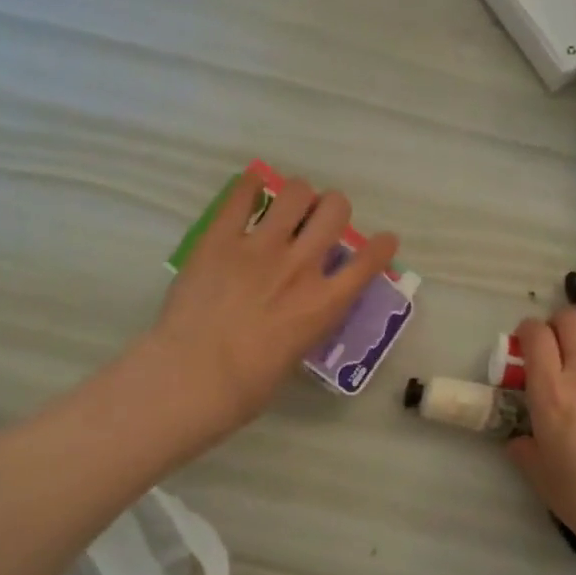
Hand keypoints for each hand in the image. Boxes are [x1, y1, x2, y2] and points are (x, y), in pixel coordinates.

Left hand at [145, 171, 397, 437]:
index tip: (384, 241)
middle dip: (333, 209)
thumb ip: (306, 324)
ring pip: (295, 192)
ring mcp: (260, 248)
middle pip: (335, 209)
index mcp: (324, 303)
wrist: (191, 378)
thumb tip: (301, 310)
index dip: (382, 246)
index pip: (369, 261)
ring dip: (298, 196)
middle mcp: (300, 266)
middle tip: (320, 221)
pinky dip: (250, 186)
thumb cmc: (245, 388)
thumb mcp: (295, 356)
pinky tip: (253, 186)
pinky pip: (241, 196)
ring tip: (289, 205)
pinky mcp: (220, 239)